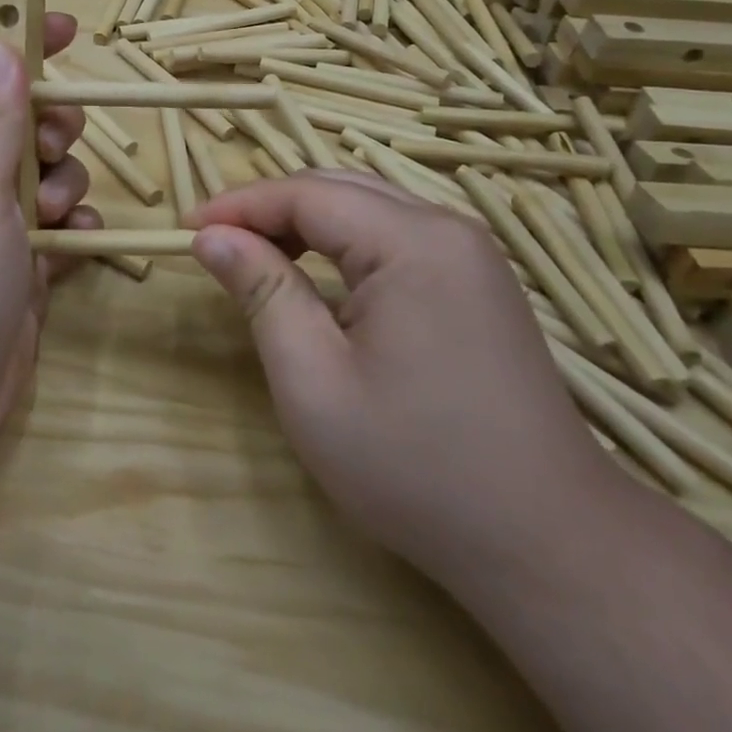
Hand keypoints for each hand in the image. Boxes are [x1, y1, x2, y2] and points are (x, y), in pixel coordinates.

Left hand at [0, 17, 96, 475]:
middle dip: (53, 128)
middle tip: (52, 150)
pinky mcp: (22, 274)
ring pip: (49, 179)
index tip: (72, 27)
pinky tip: (77, 245)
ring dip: (66, 185)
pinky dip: (76, 231)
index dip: (22, 47)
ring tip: (54, 217)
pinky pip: (62, 232)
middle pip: (23, 127)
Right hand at [184, 170, 617, 578]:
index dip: (238, 206)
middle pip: (337, 189)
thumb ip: (262, 292)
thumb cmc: (416, 467)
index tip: (184, 230)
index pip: (305, 194)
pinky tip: (317, 276)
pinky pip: (394, 235)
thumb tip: (212, 237)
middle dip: (268, 209)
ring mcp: (470, 254)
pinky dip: (342, 243)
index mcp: (413, 242)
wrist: (546, 543)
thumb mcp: (314, 382)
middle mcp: (447, 228)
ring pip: (366, 207)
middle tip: (214, 246)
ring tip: (256, 258)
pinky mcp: (477, 281)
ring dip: (303, 223)